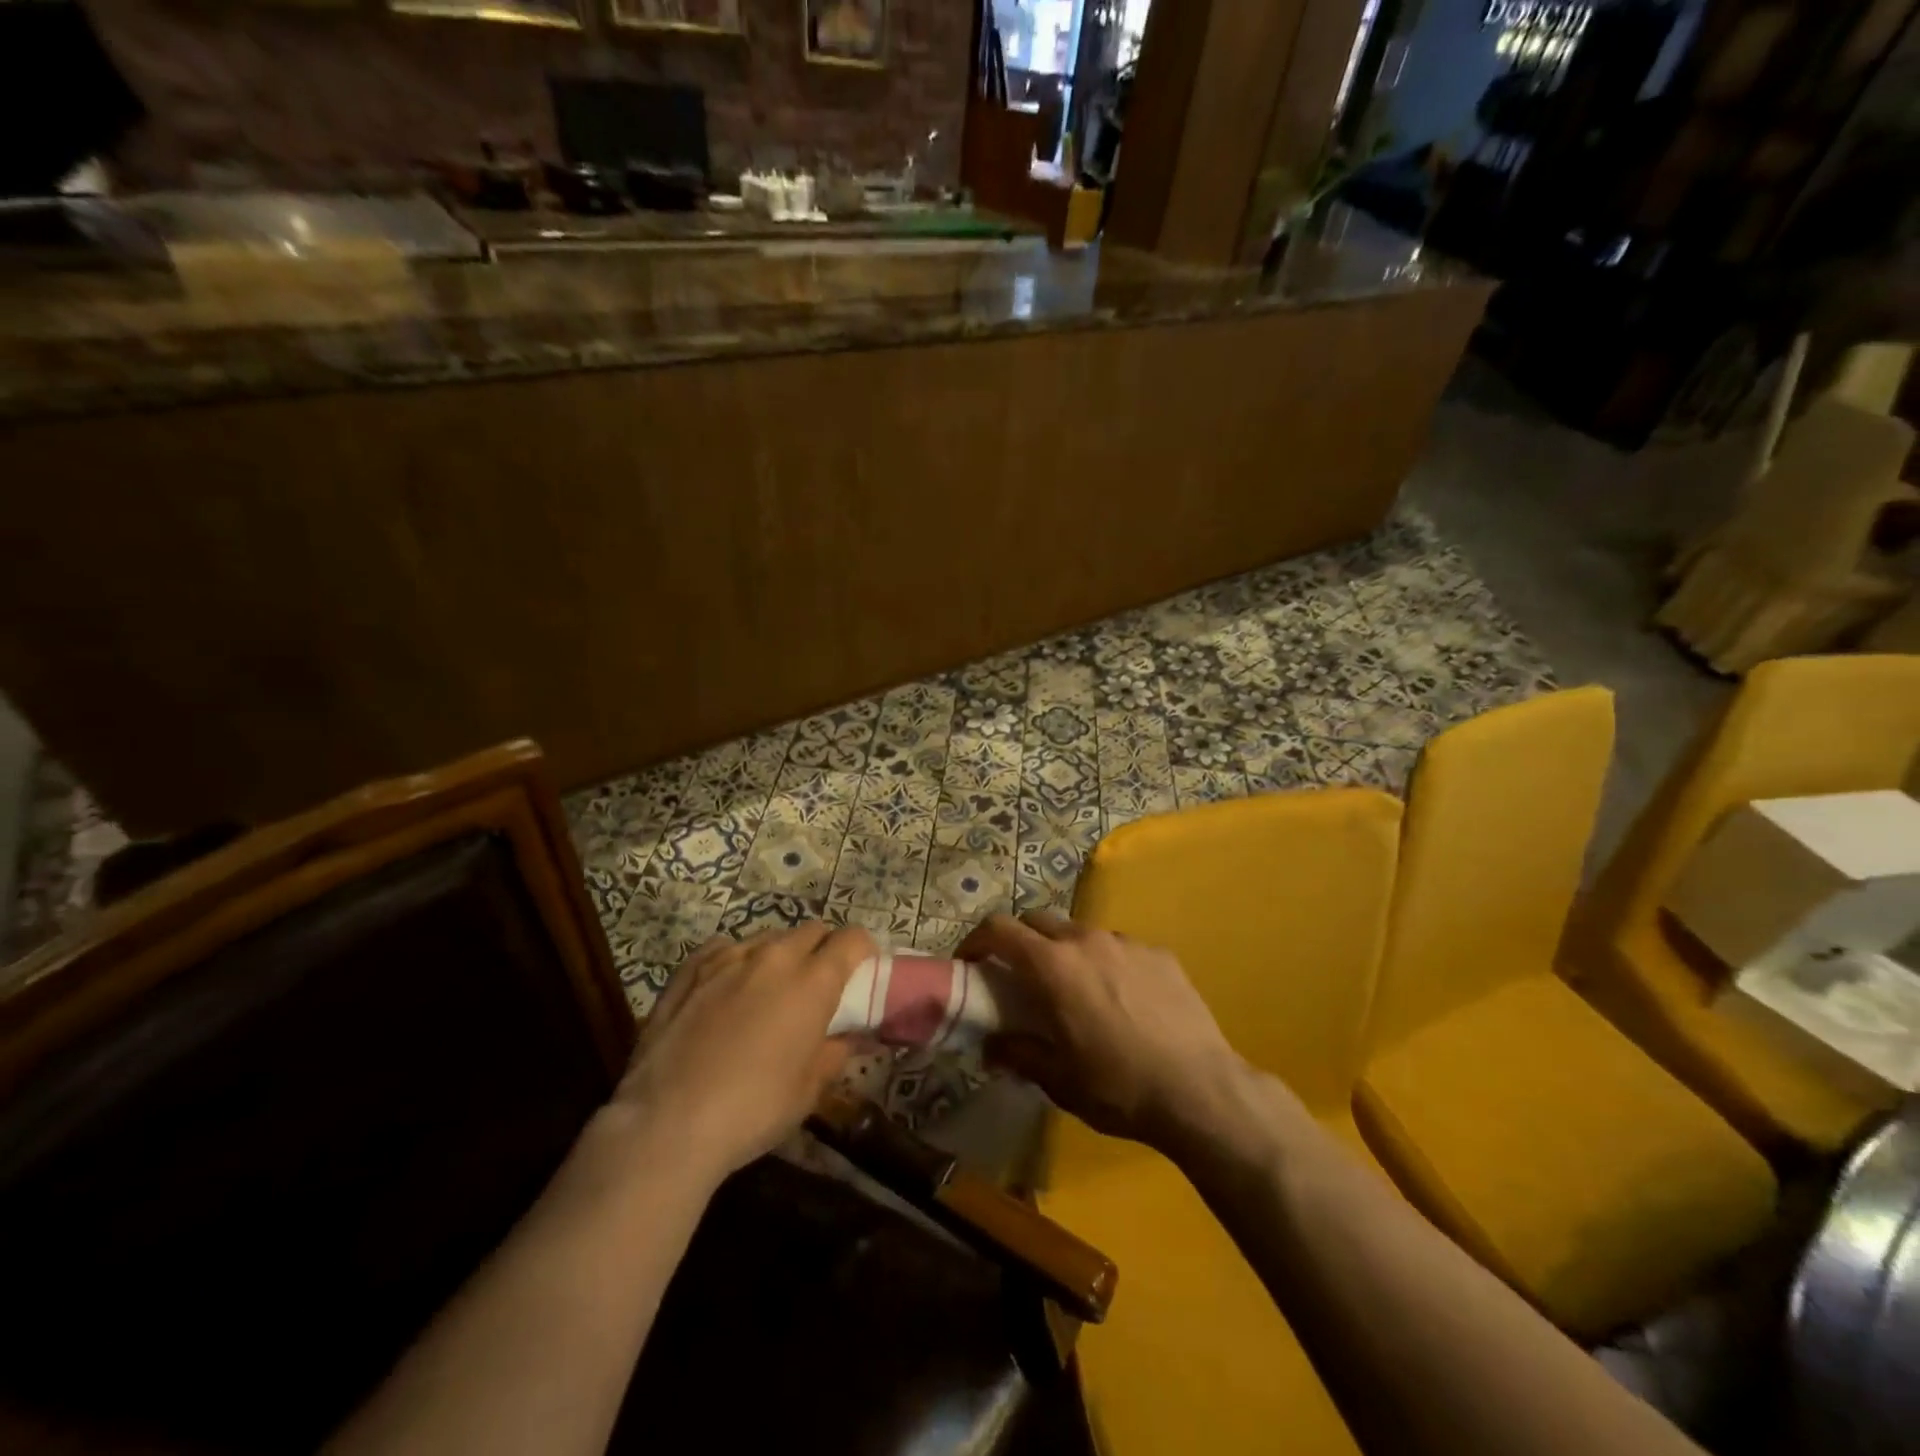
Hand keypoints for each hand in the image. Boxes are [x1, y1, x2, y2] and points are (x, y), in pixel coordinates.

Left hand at [612, 922, 872, 1182]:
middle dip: (823, 949)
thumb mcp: (809, 1089)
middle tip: (818, 985)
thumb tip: (851, 1036)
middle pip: (812, 930)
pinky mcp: (690, 968)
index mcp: (812, 981)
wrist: (666, 1123)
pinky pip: (725, 948)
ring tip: (769, 990)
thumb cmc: (752, 1109)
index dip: (863, 951)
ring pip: (768, 938)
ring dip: (780, 955)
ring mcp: (728, 957)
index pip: (852, 939)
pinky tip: (727, 990)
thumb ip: (836, 1051)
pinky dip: (737, 961)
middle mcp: (774, 957)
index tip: (861, 972)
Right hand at [958, 911, 1251, 1155]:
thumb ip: (1017, 1054)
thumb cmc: (1117, 1086)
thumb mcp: (1058, 1079)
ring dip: (1065, 951)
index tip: (969, 962)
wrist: (1200, 1090)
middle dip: (1020, 940)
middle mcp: (1086, 941)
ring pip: (1081, 932)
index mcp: (1053, 966)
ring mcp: (1127, 943)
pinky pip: (1120, 948)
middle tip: (1018, 975)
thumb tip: (990, 1047)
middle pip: (1038, 920)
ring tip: (1075, 990)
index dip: (976, 940)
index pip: (999, 929)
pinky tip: (1122, 1000)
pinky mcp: (1160, 954)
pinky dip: (1106, 963)